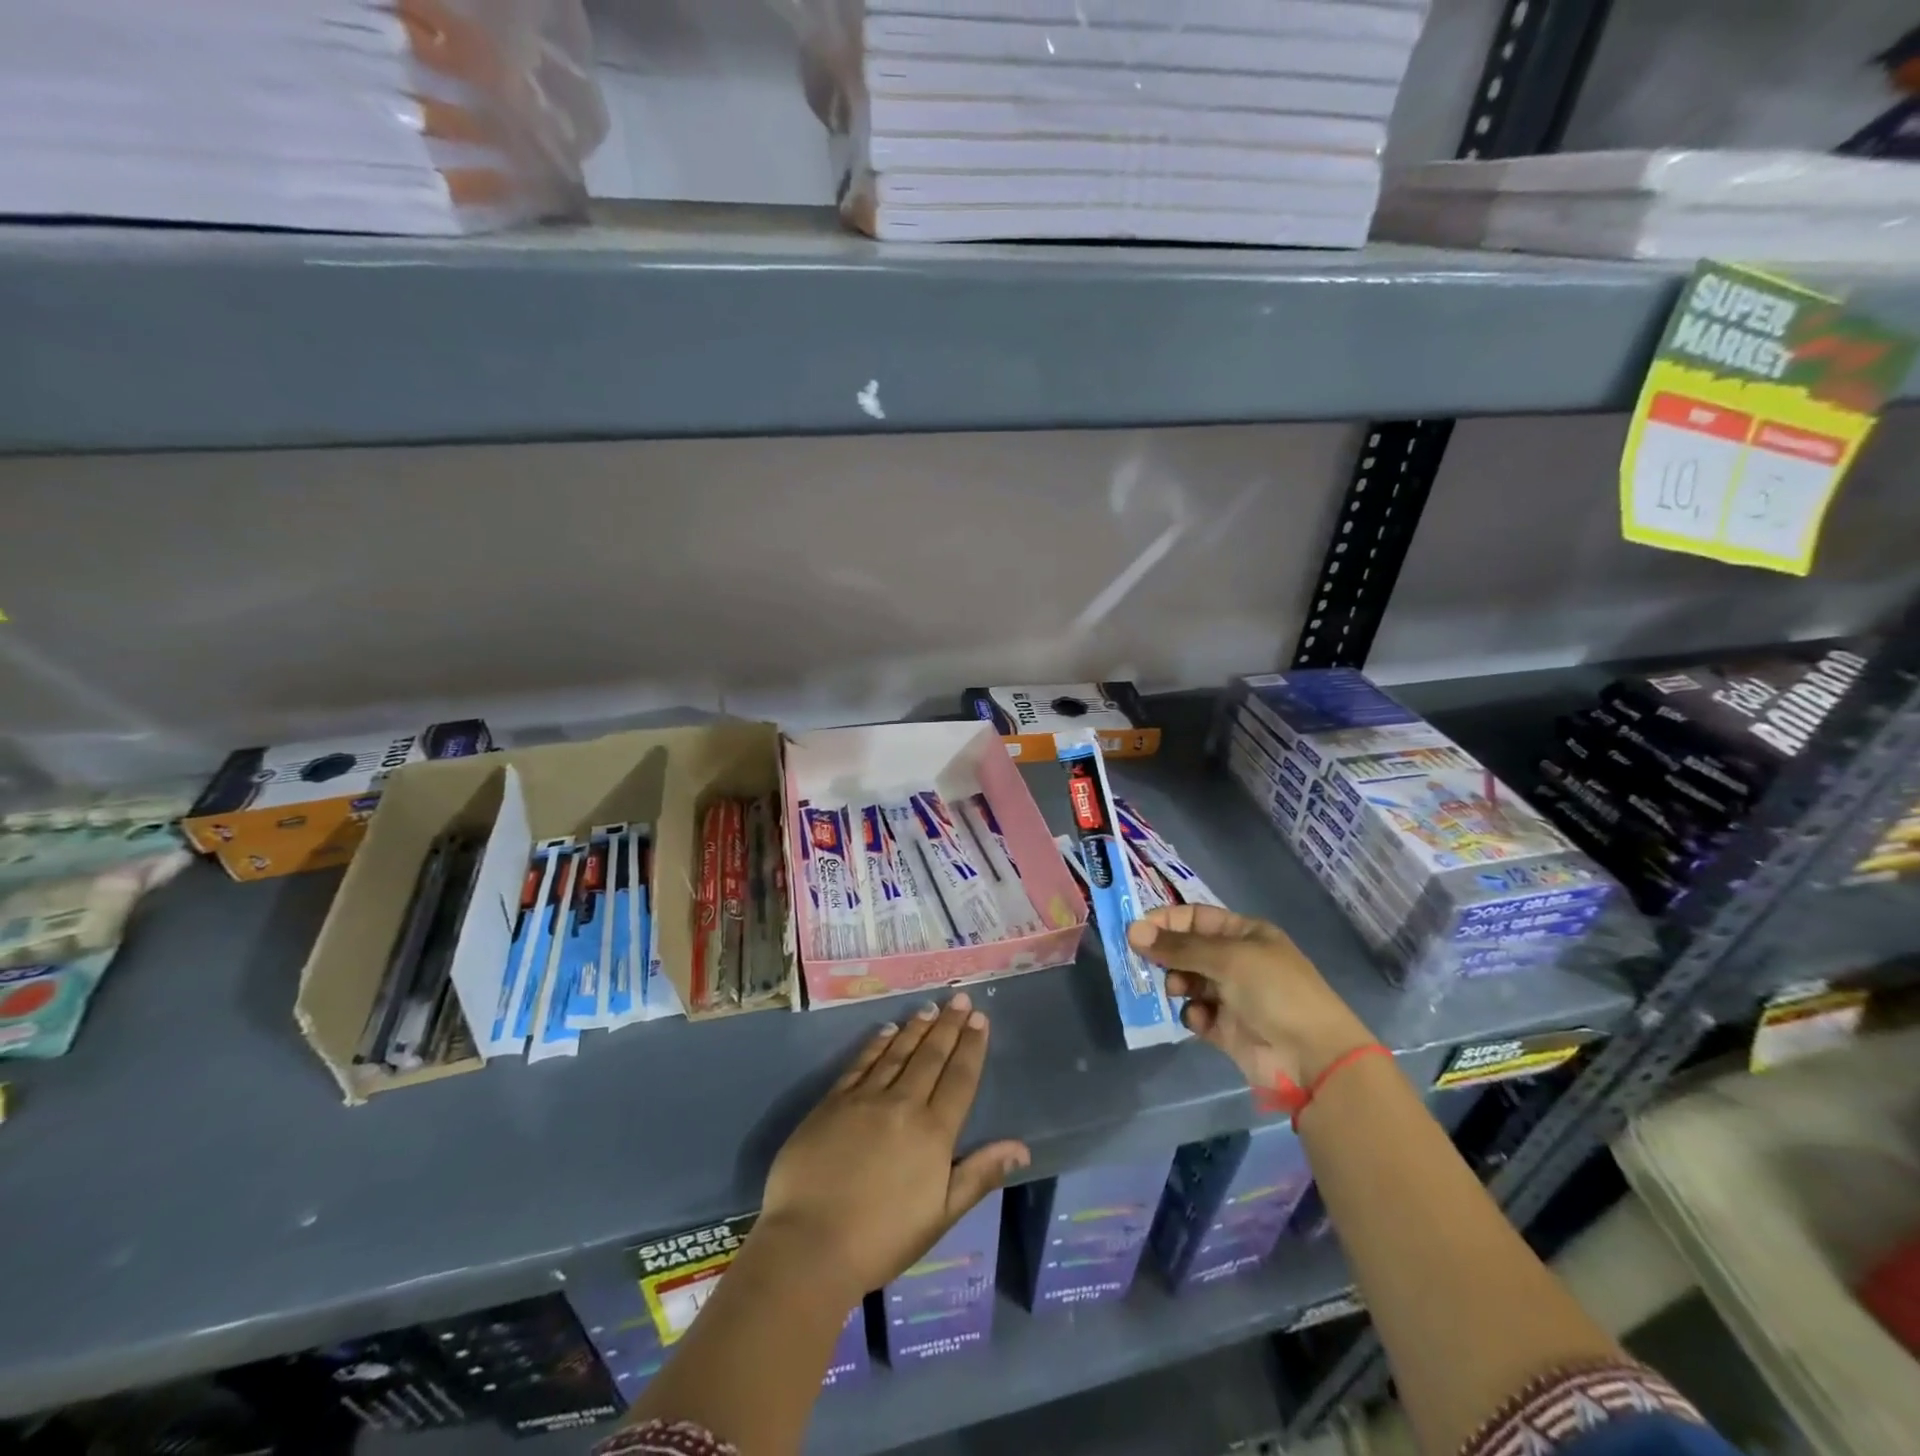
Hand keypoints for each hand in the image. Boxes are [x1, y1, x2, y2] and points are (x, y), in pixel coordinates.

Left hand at [756, 993, 1029, 1304]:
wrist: (810, 1244)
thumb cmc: (882, 1239)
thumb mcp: (941, 1215)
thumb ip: (979, 1174)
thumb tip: (1020, 1147)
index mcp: (933, 1132)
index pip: (960, 1078)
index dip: (971, 1046)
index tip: (980, 1018)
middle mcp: (903, 1104)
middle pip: (931, 1056)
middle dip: (948, 1026)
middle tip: (960, 999)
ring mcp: (865, 1099)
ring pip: (897, 1053)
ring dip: (916, 1028)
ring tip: (930, 1008)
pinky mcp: (833, 1101)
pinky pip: (861, 1063)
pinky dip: (877, 1044)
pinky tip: (886, 1030)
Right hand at [1127, 904, 1372, 1090]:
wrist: (1313, 1058)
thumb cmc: (1275, 991)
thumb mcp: (1227, 958)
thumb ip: (1178, 946)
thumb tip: (1132, 931)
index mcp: (1245, 934)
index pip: (1196, 917)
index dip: (1166, 921)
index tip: (1136, 932)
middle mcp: (1238, 961)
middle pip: (1188, 950)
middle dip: (1167, 956)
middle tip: (1146, 964)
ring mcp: (1233, 996)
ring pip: (1188, 982)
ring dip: (1177, 984)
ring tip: (1176, 991)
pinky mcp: (1227, 1029)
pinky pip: (1197, 1014)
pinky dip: (1193, 1015)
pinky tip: (1200, 1020)